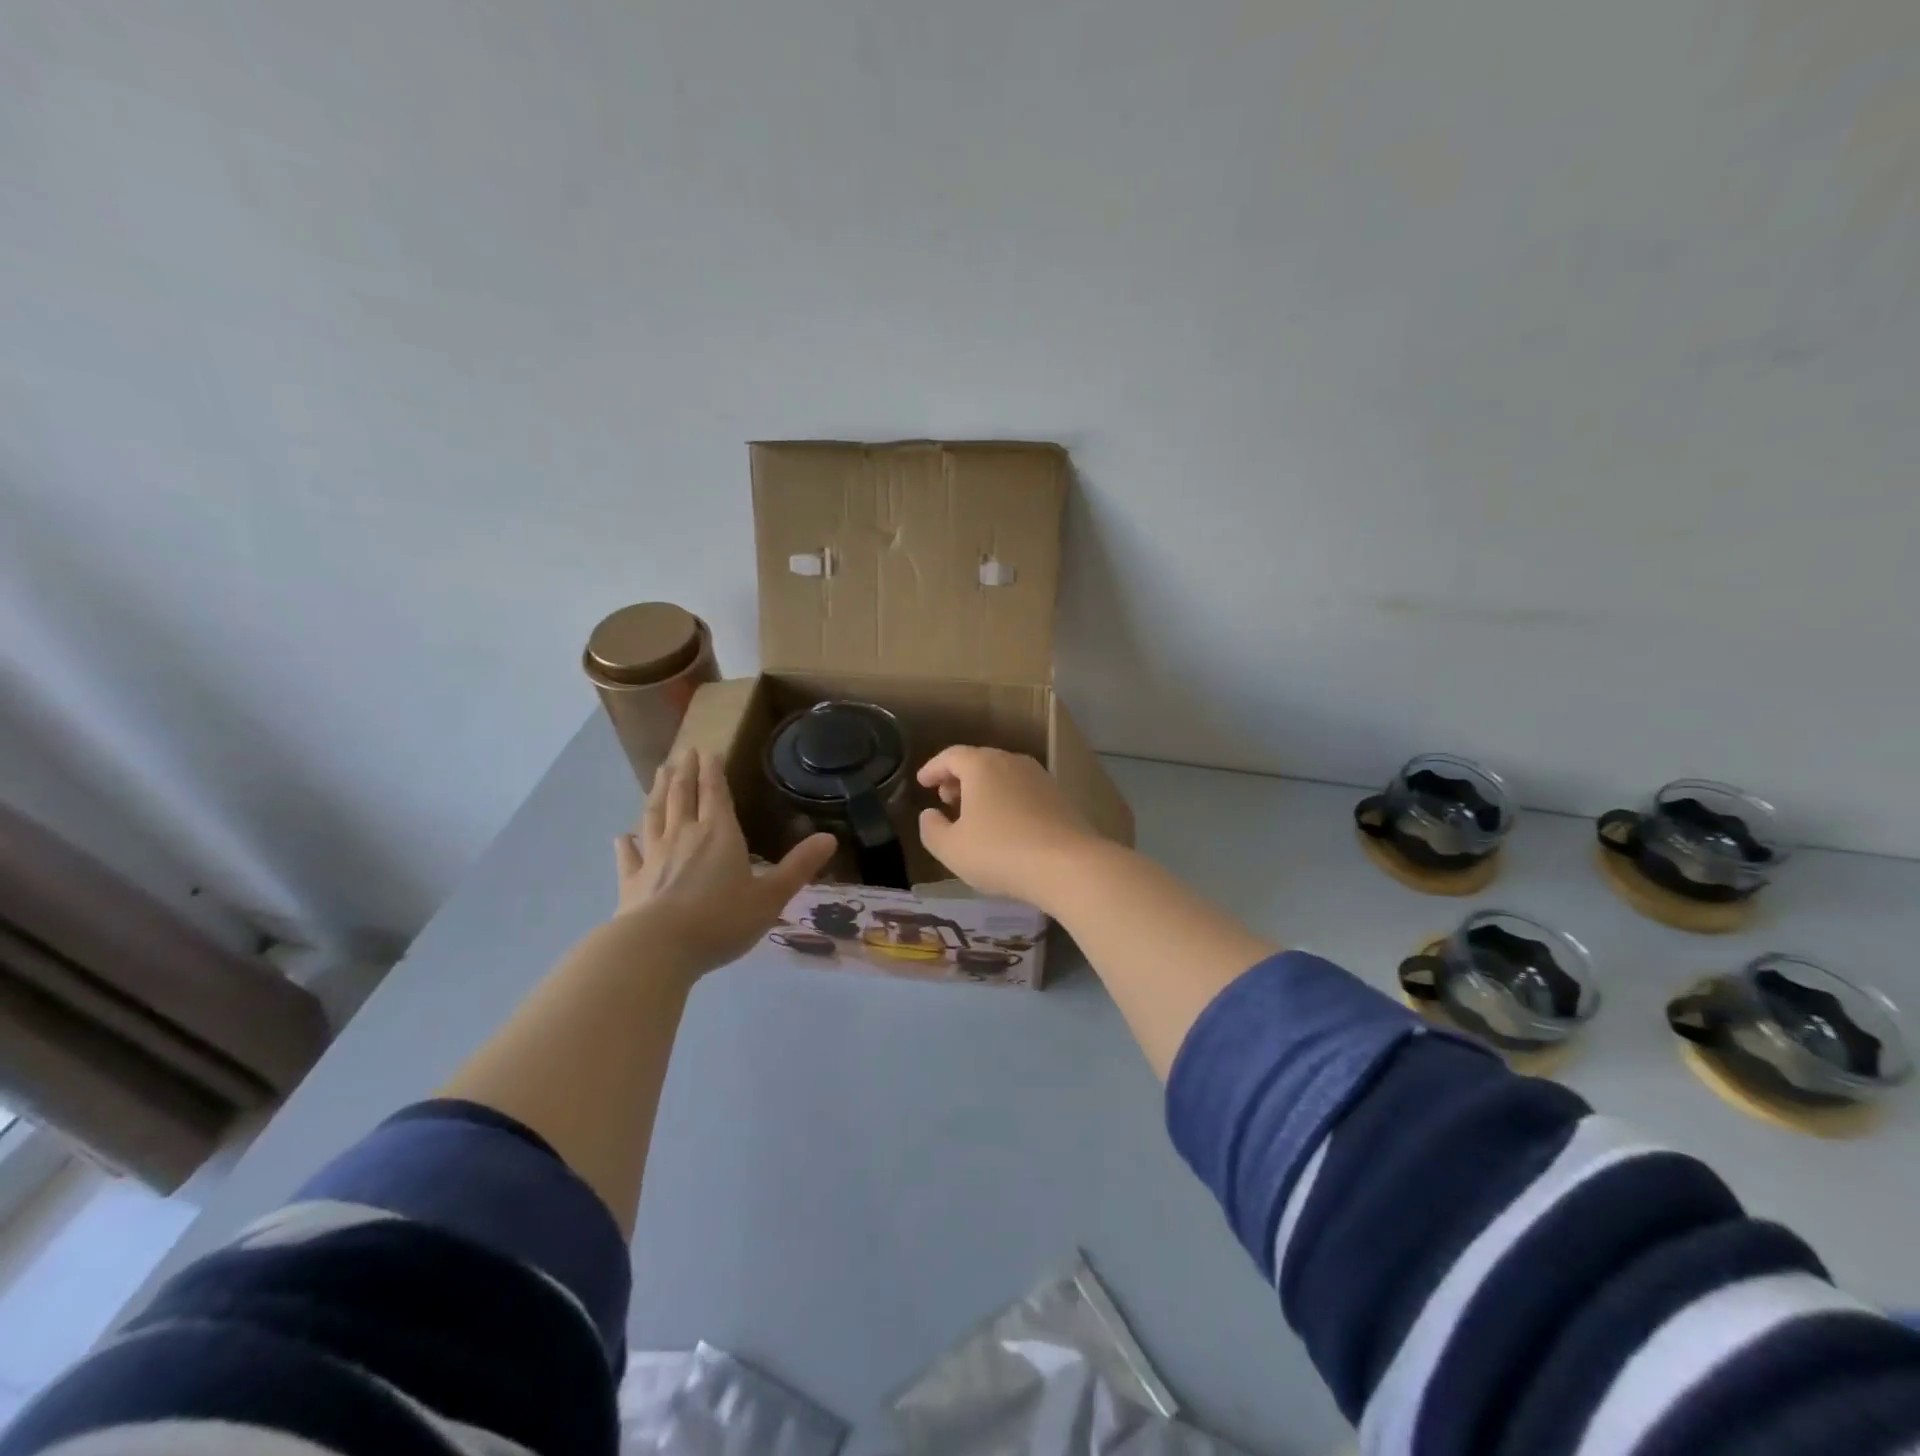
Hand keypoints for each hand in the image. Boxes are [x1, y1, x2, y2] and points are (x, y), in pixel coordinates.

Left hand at [614, 750, 836, 978]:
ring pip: (654, 815)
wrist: (657, 948)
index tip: (708, 750)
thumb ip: (798, 867)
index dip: (713, 771)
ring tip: (659, 774)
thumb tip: (830, 838)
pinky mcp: (631, 881)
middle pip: (682, 796)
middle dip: (685, 772)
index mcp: (719, 834)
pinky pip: (629, 855)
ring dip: (658, 792)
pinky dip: (627, 843)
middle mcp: (684, 835)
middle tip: (683, 752)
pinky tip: (623, 836)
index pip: (715, 793)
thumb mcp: (770, 896)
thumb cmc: (720, 920)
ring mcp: (653, 857)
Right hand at [915, 746, 1102, 906]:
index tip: (922, 783)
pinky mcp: (1059, 797)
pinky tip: (1004, 825)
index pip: (950, 756)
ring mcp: (1039, 777)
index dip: (933, 769)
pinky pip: (1022, 790)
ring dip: (984, 789)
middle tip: (946, 799)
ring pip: (1003, 775)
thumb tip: (930, 814)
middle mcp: (1012, 761)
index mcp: (982, 765)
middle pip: (979, 761)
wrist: (1068, 865)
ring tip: (973, 814)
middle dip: (958, 778)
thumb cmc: (1000, 852)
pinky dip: (1006, 799)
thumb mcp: (952, 849)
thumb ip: (932, 829)